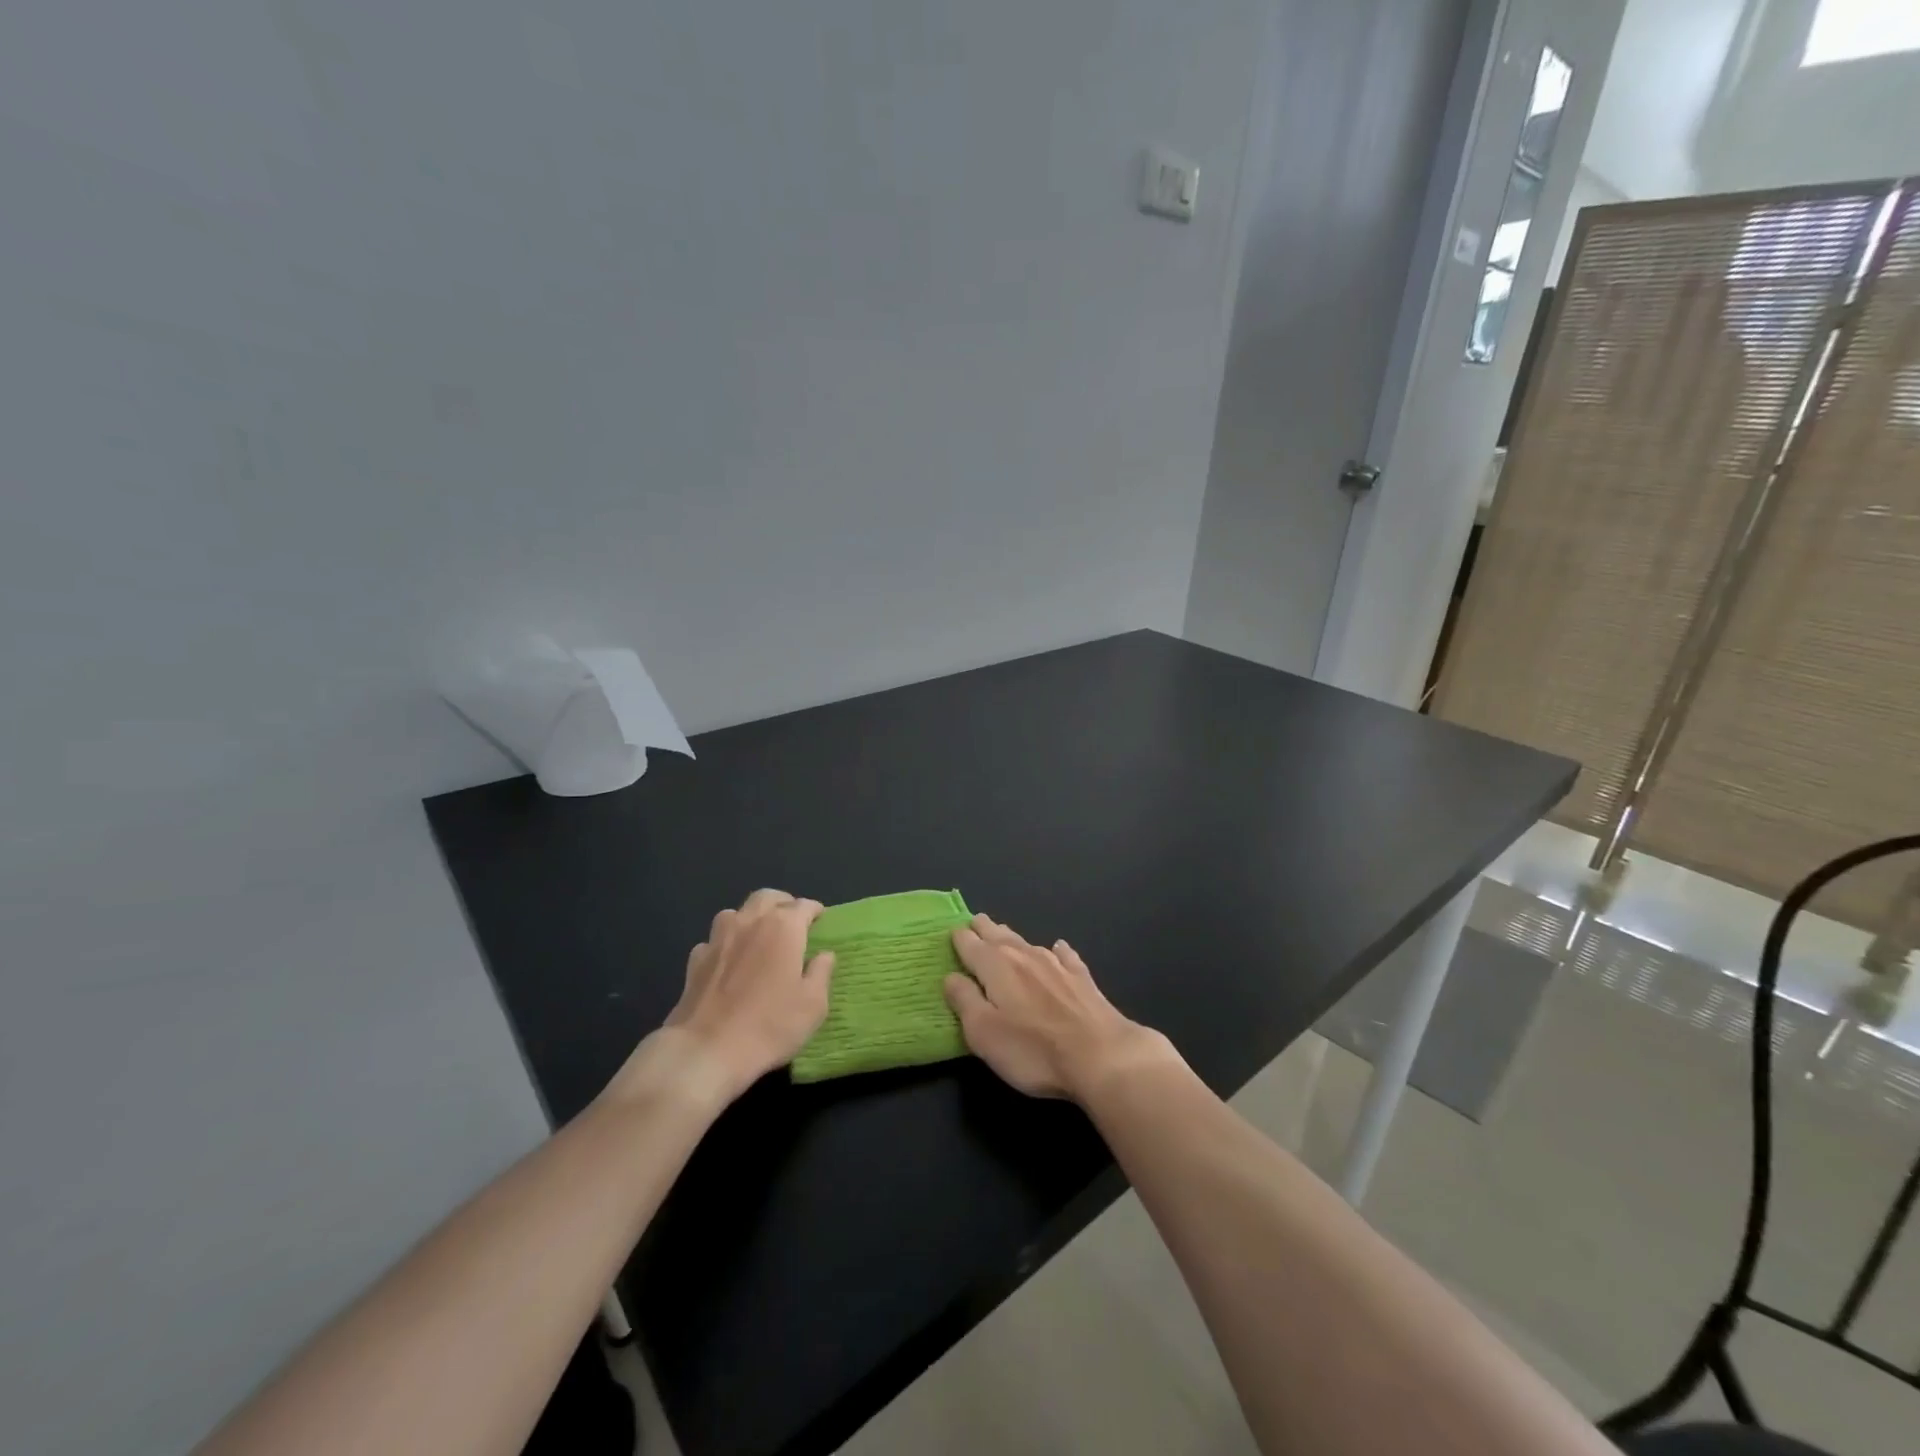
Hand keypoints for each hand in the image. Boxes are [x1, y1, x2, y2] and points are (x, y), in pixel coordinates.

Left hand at [648, 889, 833, 1102]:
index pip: (804, 906)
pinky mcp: (695, 960)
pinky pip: (714, 940)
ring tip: (758, 935)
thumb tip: (824, 955)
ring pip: (736, 912)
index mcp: (783, 927)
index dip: (814, 911)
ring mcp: (718, 938)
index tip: (820, 919)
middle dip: (782, 903)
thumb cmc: (770, 1025)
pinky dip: (726, 943)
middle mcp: (749, 922)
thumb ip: (821, 973)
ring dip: (750, 918)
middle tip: (791, 919)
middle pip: (767, 898)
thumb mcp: (813, 1005)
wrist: (706, 1050)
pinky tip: (729, 961)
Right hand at [944, 914, 1174, 1101]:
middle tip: (974, 922)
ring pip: (1027, 942)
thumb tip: (951, 977)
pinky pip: (1064, 955)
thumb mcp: (983, 1032)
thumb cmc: (1032, 1049)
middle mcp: (1024, 956)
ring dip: (1012, 937)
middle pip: (998, 935)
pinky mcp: (1081, 978)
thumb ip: (964, 1000)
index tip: (952, 933)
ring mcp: (1056, 964)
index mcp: (995, 966)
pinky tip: (1058, 948)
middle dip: (984, 928)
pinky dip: (1057, 950)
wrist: (1101, 1055)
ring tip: (1002, 932)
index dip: (959, 938)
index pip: (970, 944)